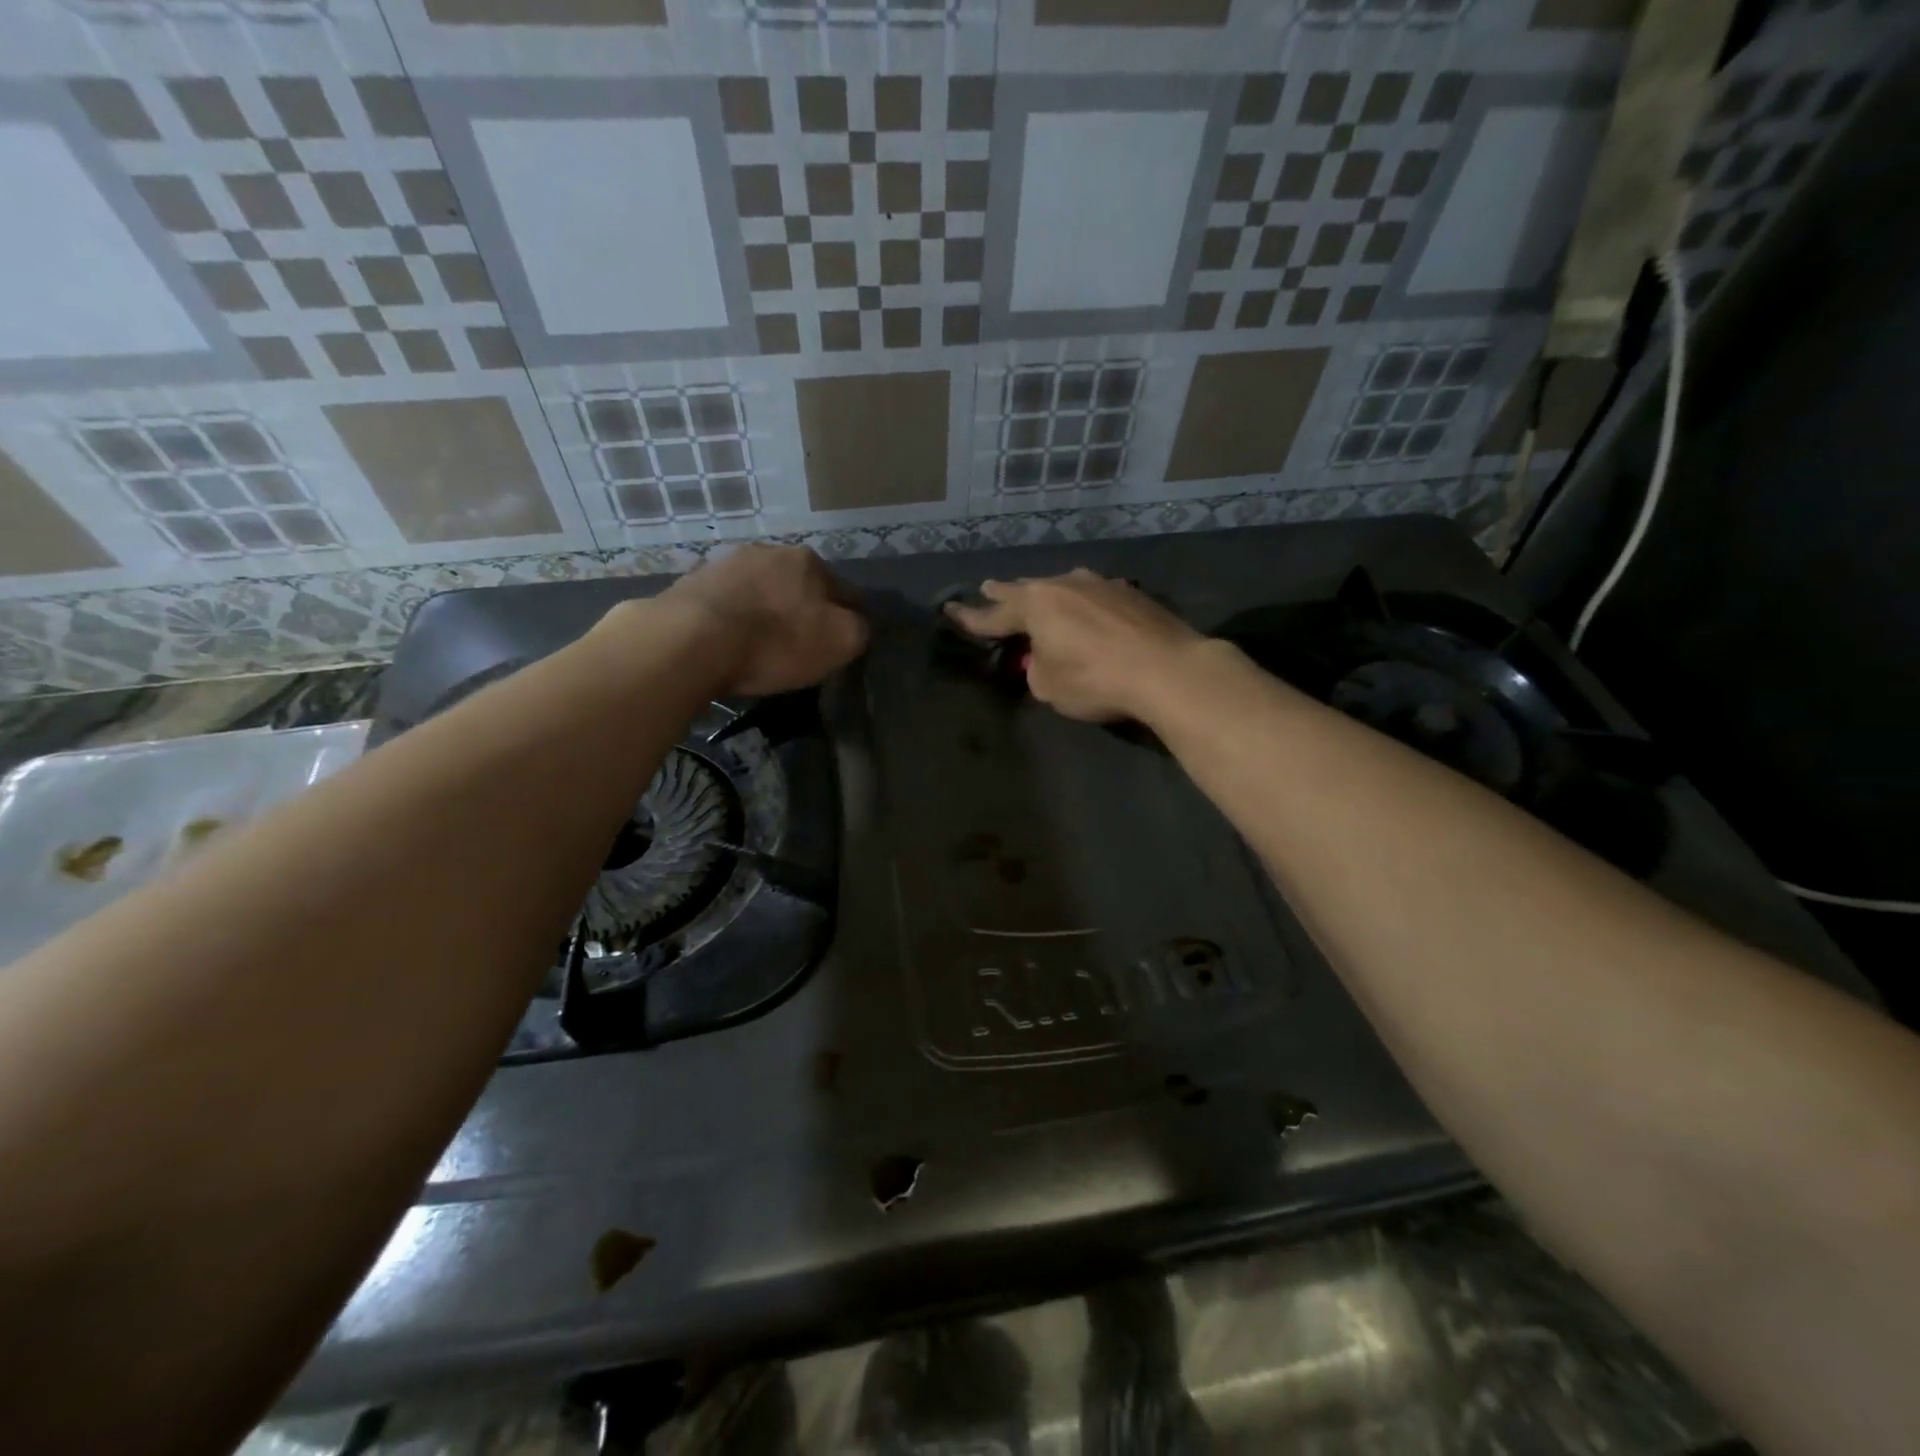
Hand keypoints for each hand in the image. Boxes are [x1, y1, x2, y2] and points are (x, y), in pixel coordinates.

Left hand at [659, 545, 868, 695]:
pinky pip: (723, 603)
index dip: (847, 617)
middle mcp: (767, 551)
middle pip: (797, 585)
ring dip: (763, 611)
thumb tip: (857, 624)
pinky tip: (726, 642)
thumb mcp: (840, 642)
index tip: (841, 643)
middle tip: (798, 645)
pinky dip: (730, 618)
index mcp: (808, 560)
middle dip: (800, 610)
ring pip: (758, 590)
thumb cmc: (775, 641)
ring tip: (758, 644)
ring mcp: (724, 563)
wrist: (691, 641)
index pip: (843, 590)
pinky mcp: (690, 583)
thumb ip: (859, 629)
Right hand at [944, 569, 1202, 722]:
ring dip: (1047, 595)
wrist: (1167, 669)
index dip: (971, 618)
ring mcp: (1101, 585)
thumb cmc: (1096, 680)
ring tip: (1039, 596)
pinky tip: (1088, 611)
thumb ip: (1036, 670)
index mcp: (1036, 605)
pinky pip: (1094, 596)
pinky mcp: (1131, 594)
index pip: (994, 615)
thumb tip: (1044, 659)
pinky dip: (1082, 605)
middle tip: (989, 588)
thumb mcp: (1049, 687)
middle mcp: (1065, 585)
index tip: (951, 610)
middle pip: (1027, 590)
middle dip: (1005, 593)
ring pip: (1063, 588)